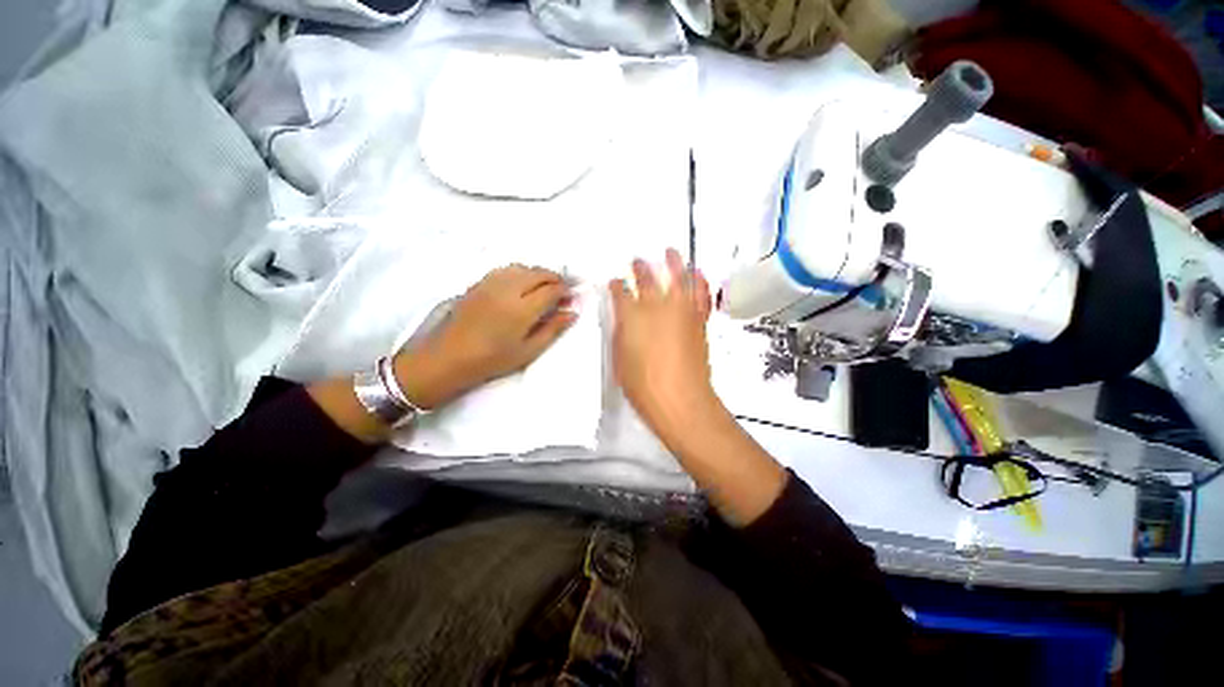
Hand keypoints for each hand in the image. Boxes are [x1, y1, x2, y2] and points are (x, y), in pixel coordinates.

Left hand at [393, 265, 575, 408]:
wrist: (449, 357)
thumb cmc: (492, 360)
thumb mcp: (528, 351)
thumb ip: (552, 329)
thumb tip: (572, 313)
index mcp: (522, 309)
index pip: (551, 289)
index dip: (564, 290)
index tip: (570, 297)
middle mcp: (508, 290)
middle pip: (538, 273)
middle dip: (554, 278)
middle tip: (561, 290)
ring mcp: (490, 284)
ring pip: (521, 267)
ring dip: (537, 273)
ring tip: (542, 287)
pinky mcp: (478, 283)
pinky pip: (505, 270)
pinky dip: (519, 273)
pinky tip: (520, 285)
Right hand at [610, 249, 717, 440]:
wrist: (680, 399)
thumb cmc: (642, 385)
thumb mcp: (620, 358)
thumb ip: (622, 333)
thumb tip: (625, 319)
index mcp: (631, 315)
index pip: (621, 292)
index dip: (616, 286)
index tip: (615, 282)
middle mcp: (656, 306)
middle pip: (648, 279)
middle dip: (640, 268)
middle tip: (637, 261)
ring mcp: (681, 310)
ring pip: (679, 277)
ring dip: (674, 262)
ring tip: (671, 252)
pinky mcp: (699, 320)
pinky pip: (701, 294)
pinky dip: (699, 281)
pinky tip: (697, 274)